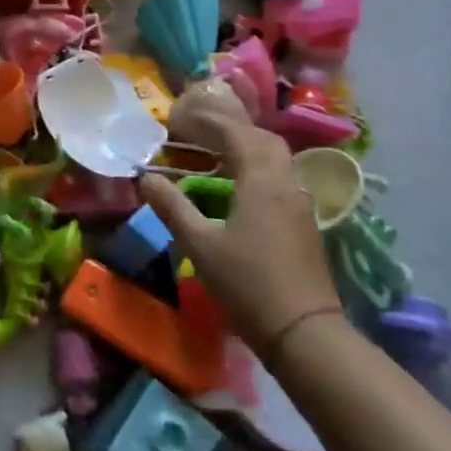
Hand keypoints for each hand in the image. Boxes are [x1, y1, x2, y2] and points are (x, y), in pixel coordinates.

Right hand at [139, 83, 340, 357]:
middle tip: (196, 127)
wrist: (305, 333)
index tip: (178, 117)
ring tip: (213, 148)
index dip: (207, 120)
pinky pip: (278, 176)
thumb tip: (145, 178)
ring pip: (274, 157)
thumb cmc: (248, 285)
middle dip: (229, 126)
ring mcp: (299, 203)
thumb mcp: (200, 245)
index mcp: (261, 181)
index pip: (235, 133)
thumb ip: (172, 207)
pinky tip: (236, 182)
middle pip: (261, 138)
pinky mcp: (303, 222)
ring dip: (244, 144)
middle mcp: (285, 183)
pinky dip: (254, 165)